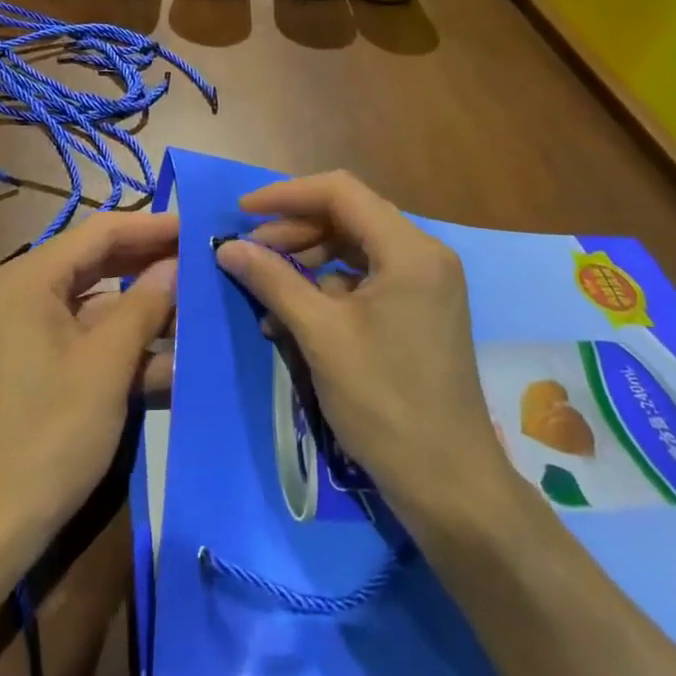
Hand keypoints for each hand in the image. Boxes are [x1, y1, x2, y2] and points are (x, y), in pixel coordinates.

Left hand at [0, 212, 177, 563]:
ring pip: (102, 306)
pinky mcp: (42, 367)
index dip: (154, 226)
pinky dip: (128, 347)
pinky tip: (177, 362)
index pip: (102, 231)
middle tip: (208, 262)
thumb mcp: (105, 366)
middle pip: (102, 264)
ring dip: (148, 312)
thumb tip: (177, 263)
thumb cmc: (47, 435)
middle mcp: (28, 293)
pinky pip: (91, 341)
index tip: (201, 227)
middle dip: (155, 266)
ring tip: (205, 311)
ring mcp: (33, 332)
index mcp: (32, 278)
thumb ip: (145, 306)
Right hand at [215, 173, 511, 523]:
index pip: (340, 192)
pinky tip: (292, 315)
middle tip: (249, 253)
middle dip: (294, 229)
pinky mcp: (418, 310)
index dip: (286, 195)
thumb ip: (273, 280)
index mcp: (409, 250)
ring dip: (306, 259)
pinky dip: (327, 287)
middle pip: (348, 216)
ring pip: (353, 247)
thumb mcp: (320, 336)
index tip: (242, 212)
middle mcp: (423, 255)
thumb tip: (226, 246)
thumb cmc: (385, 403)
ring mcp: (424, 284)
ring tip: (265, 286)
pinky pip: (364, 278)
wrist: (449, 484)